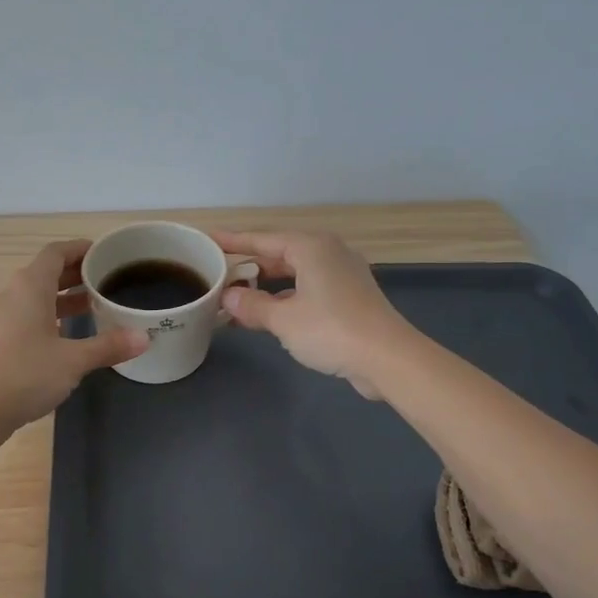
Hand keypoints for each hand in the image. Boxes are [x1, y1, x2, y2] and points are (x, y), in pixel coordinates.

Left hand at [0, 240, 147, 436]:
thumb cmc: (25, 374)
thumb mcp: (73, 360)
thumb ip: (108, 346)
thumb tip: (144, 338)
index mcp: (30, 286)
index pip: (56, 252)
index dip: (80, 249)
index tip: (105, 254)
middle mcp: (14, 294)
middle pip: (47, 272)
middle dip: (76, 273)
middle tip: (108, 280)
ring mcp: (3, 317)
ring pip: (37, 296)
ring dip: (65, 297)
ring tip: (95, 305)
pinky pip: (29, 315)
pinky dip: (51, 315)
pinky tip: (70, 335)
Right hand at [211, 230, 413, 398]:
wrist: (388, 358)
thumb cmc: (331, 330)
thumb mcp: (283, 319)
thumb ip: (252, 305)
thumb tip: (228, 297)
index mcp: (311, 248)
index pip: (262, 239)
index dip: (233, 241)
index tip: (209, 239)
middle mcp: (328, 253)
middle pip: (279, 255)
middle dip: (249, 267)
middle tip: (218, 274)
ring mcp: (342, 275)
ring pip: (294, 274)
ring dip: (266, 287)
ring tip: (237, 299)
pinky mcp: (350, 298)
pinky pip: (308, 290)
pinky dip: (286, 299)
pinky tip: (268, 316)